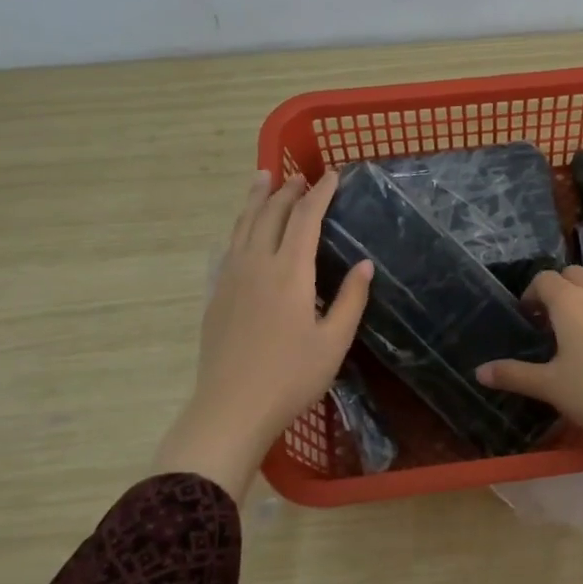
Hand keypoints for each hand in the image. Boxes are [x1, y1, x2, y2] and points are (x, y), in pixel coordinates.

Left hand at [157, 170, 372, 499]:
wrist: (231, 408)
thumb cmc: (291, 377)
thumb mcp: (334, 342)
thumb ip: (351, 299)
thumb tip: (365, 264)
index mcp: (290, 272)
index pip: (306, 217)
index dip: (320, 193)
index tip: (333, 175)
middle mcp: (257, 264)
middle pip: (271, 213)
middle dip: (288, 190)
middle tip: (301, 175)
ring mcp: (232, 278)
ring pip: (244, 225)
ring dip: (256, 199)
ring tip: (263, 178)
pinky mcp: (217, 294)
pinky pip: (230, 246)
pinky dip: (240, 226)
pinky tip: (242, 229)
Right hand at [475, 266, 582, 498]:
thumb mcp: (550, 386)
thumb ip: (514, 374)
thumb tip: (479, 371)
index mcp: (569, 302)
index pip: (545, 279)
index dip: (531, 294)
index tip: (528, 317)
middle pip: (573, 274)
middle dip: (558, 289)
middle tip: (550, 322)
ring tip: (578, 333)